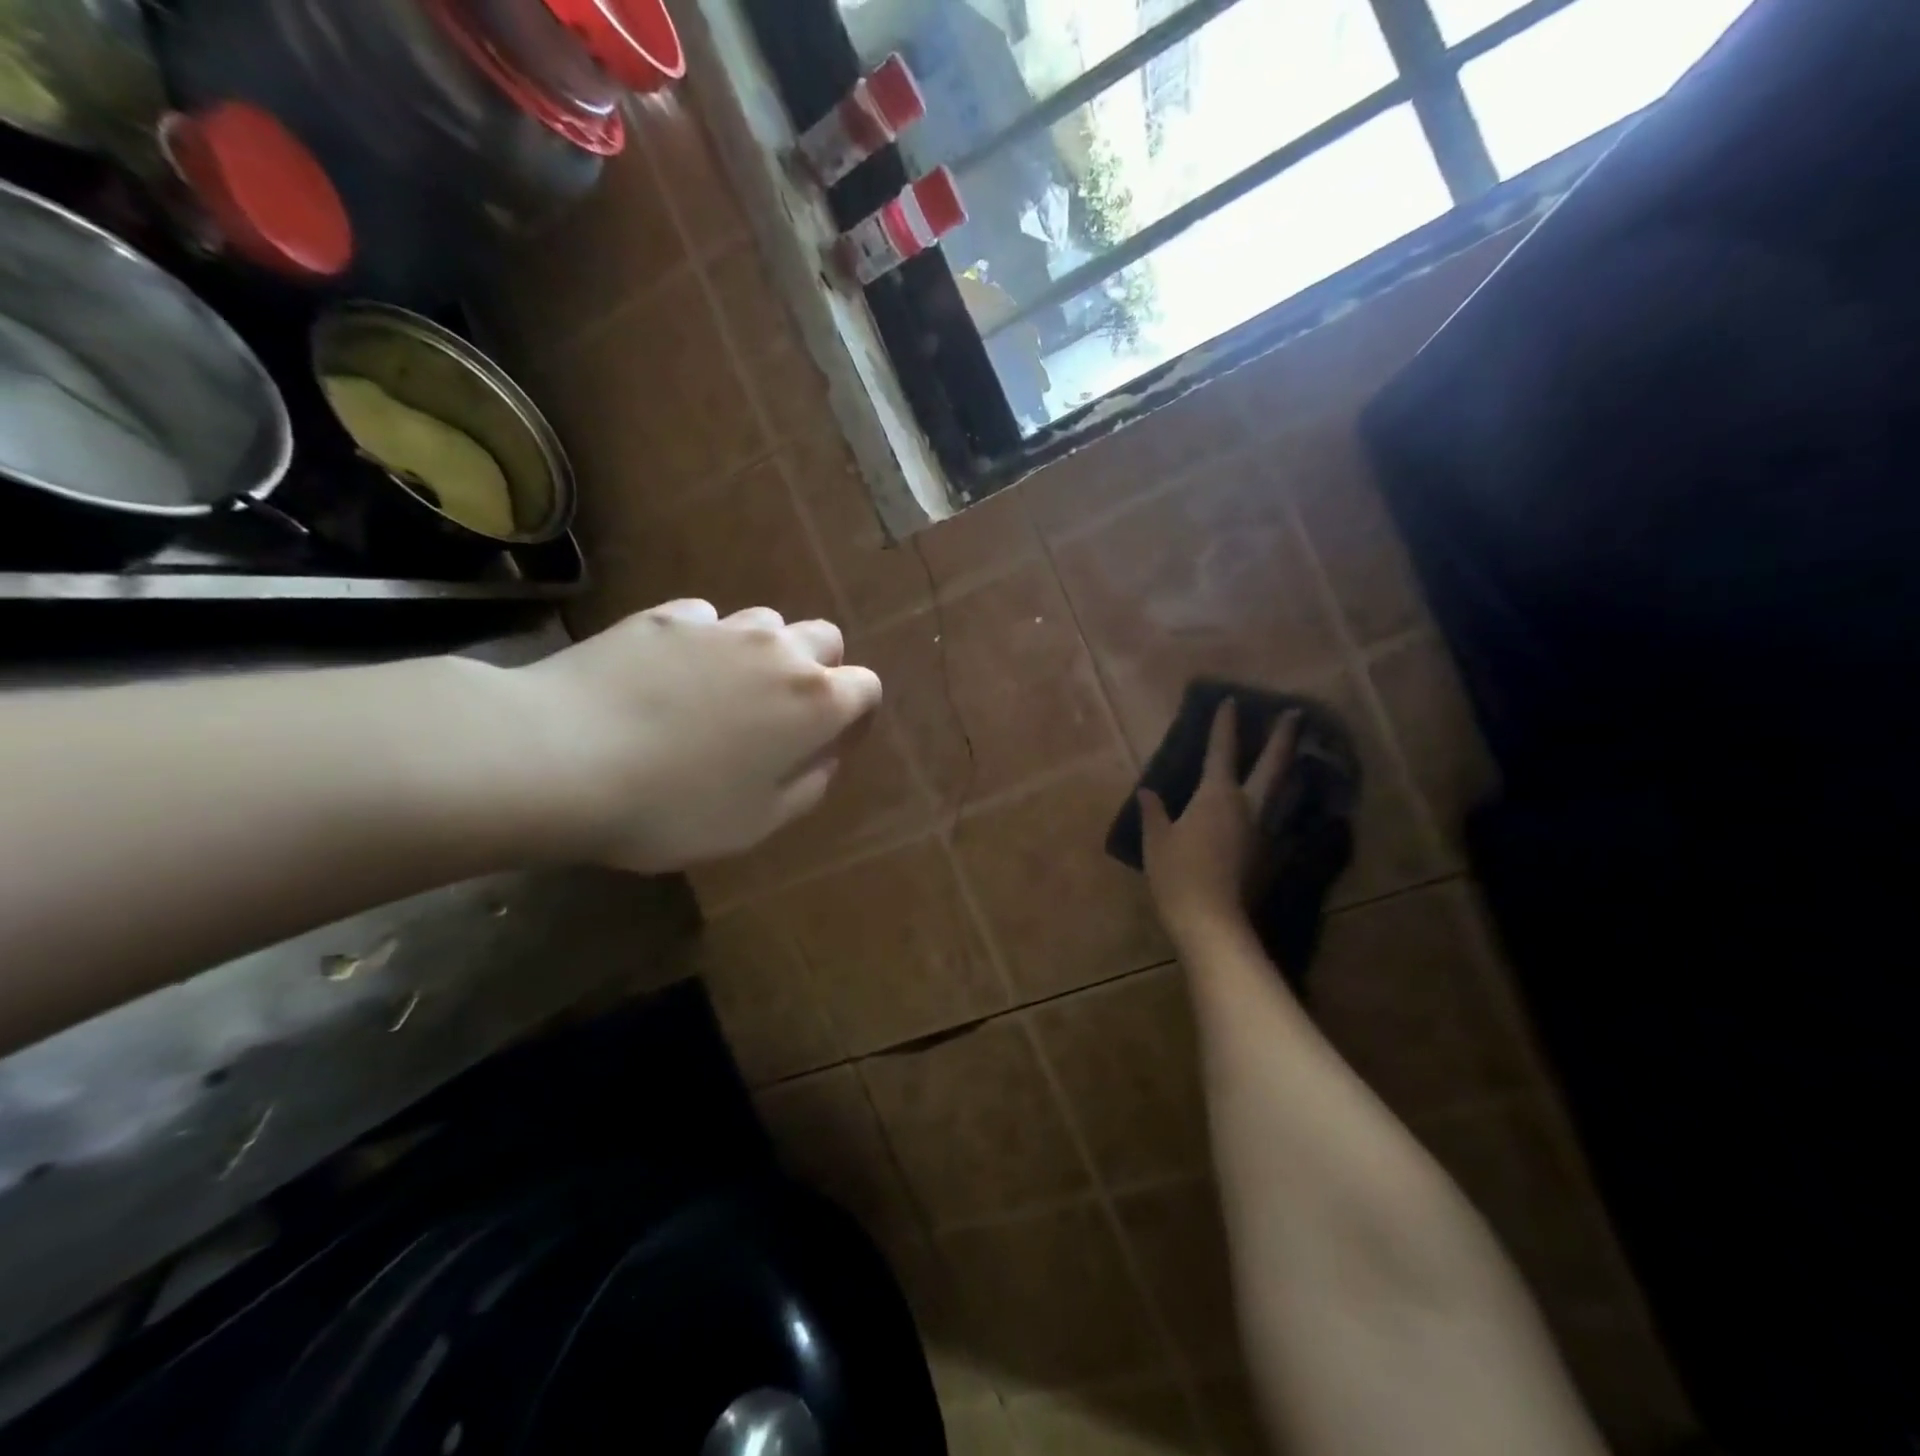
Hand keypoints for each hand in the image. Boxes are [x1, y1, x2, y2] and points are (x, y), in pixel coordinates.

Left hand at [513, 600, 881, 871]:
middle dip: (818, 670)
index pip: (866, 687)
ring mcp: (721, 627)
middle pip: (824, 640)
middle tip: (782, 713)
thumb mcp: (757, 822)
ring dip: (763, 652)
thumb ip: (808, 785)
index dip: (856, 715)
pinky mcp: (666, 616)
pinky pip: (706, 621)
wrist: (561, 756)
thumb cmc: (674, 806)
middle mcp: (779, 651)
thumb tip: (825, 755)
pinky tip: (670, 674)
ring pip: (767, 623)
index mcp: (814, 702)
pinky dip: (705, 643)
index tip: (832, 741)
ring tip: (723, 691)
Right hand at [1140, 702, 1298, 943]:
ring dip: (1289, 768)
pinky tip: (1276, 804)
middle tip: (1295, 714)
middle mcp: (1247, 805)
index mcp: (1216, 795)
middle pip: (1272, 764)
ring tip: (1297, 754)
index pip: (1221, 750)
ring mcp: (1263, 830)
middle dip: (1282, 737)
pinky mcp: (1268, 853)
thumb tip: (1148, 791)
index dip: (1225, 725)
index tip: (1232, 701)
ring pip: (1281, 790)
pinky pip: (1276, 817)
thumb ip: (1154, 812)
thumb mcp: (1156, 840)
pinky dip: (1279, 802)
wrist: (1211, 919)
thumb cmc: (1177, 873)